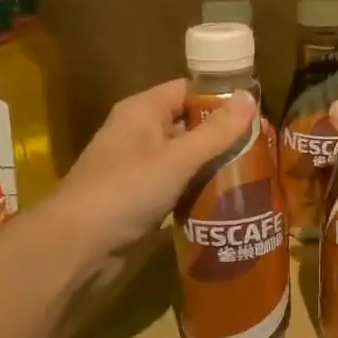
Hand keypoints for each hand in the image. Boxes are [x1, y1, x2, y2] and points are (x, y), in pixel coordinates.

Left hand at [47, 79, 255, 267]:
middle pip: (188, 124)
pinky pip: (176, 186)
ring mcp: (137, 168)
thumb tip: (250, 99)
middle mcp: (138, 133)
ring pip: (184, 158)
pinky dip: (197, 190)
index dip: (220, 98)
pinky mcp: (139, 199)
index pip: (188, 91)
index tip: (256, 114)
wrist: (76, 246)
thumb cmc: (126, 191)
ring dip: (212, 166)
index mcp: (142, 111)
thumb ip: (216, 132)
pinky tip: (226, 201)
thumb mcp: (178, 159)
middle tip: (261, 148)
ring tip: (253, 175)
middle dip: (222, 136)